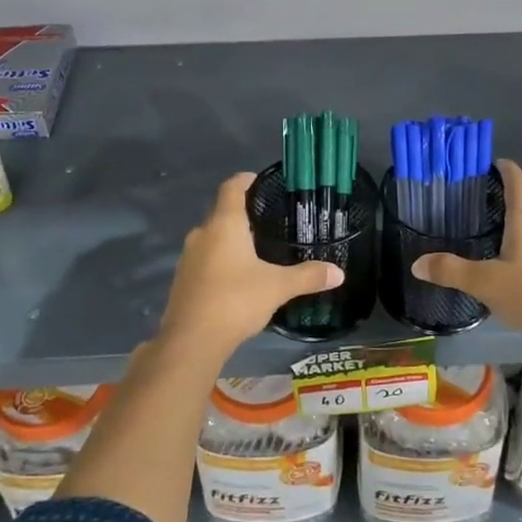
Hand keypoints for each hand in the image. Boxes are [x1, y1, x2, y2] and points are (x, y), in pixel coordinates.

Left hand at [157, 173, 343, 357]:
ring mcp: (188, 257)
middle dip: (243, 213)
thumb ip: (308, 276)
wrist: (191, 341)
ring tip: (257, 248)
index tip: (261, 180)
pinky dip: (221, 260)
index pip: (231, 187)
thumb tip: (338, 272)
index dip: (246, 179)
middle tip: (269, 219)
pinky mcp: (183, 280)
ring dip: (230, 239)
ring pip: (212, 238)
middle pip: (221, 212)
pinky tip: (238, 277)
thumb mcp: (278, 287)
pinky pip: (204, 259)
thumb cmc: (235, 301)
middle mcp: (202, 234)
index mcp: (224, 224)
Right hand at [411, 159, 521, 346]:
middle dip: (500, 198)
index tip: (485, 165)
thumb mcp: (485, 282)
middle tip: (471, 204)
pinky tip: (509, 261)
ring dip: (513, 222)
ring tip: (486, 232)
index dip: (503, 167)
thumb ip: (450, 270)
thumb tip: (417, 264)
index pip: (516, 178)